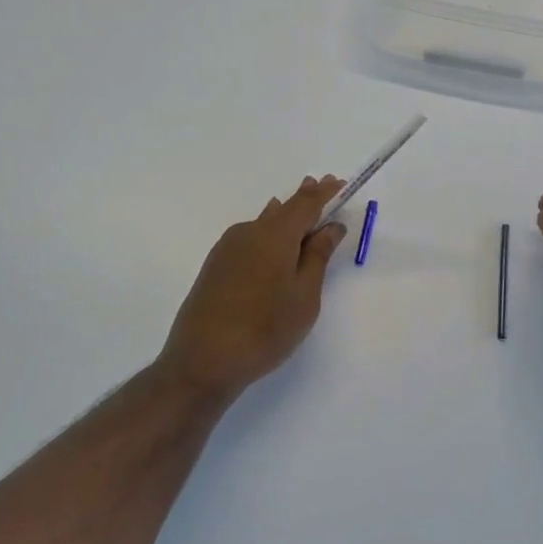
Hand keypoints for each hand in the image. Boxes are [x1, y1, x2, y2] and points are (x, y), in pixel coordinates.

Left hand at [158, 176, 347, 400]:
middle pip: (283, 208)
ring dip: (284, 215)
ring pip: (263, 222)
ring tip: (299, 210)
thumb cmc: (265, 329)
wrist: (203, 360)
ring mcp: (227, 248)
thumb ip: (318, 256)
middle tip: (321, 185)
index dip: (324, 192)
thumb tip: (331, 226)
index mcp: (275, 234)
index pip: (306, 203)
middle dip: (304, 198)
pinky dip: (267, 233)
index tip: (339, 182)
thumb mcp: (304, 295)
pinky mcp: (215, 266)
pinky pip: (249, 237)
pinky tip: (270, 242)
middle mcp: (249, 231)